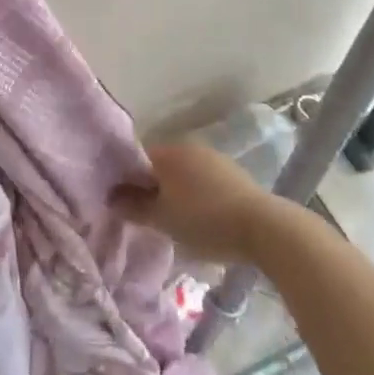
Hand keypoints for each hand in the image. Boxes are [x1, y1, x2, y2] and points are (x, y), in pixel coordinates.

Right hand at [111, 142, 285, 262]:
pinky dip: (196, 195)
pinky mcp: (233, 174)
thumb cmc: (205, 220)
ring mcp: (213, 158)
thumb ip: (134, 208)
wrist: (262, 227)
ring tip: (173, 220)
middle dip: (151, 186)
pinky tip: (200, 218)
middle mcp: (188, 147)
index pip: (137, 157)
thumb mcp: (163, 220)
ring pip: (183, 173)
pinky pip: (203, 181)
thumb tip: (111, 198)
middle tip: (146, 215)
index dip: (127, 179)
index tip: (123, 202)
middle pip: (160, 164)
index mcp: (168, 153)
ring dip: (175, 191)